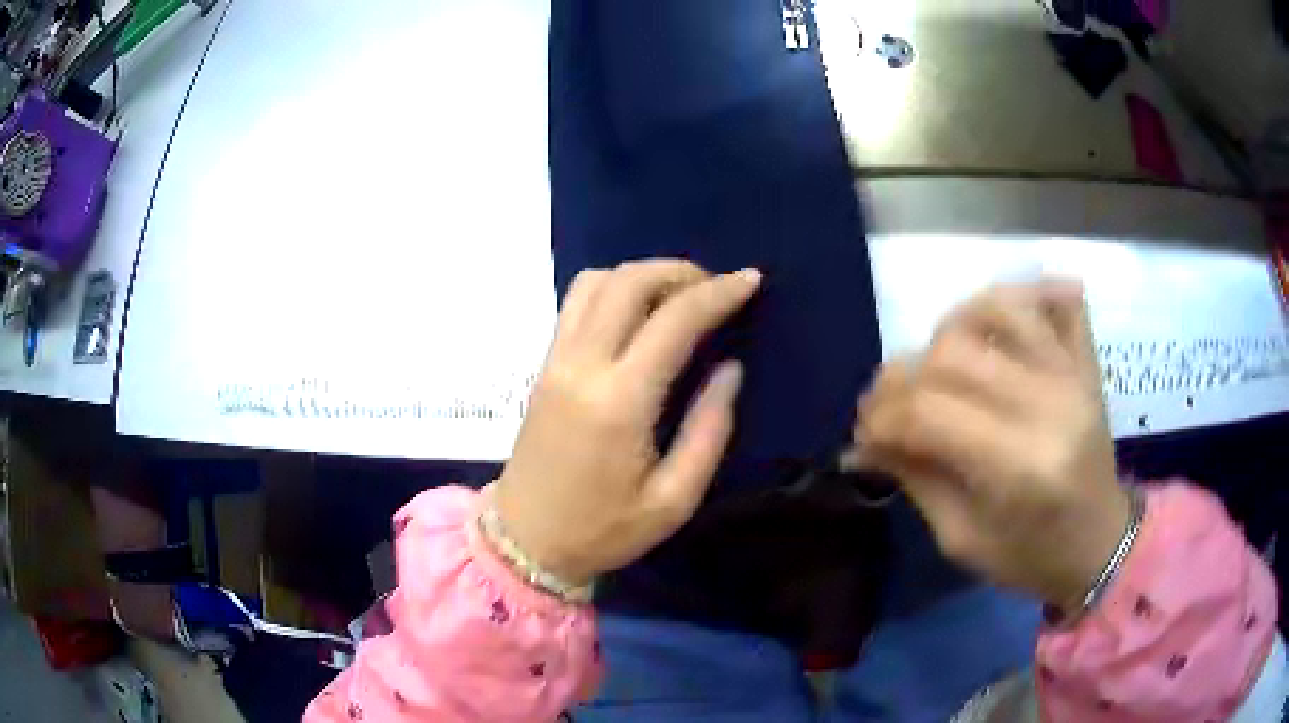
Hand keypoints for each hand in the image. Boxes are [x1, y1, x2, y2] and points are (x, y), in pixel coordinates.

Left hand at [493, 260, 761, 586]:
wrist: (525, 540)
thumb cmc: (603, 530)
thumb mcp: (673, 500)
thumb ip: (709, 431)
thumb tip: (730, 369)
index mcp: (619, 401)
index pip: (674, 320)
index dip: (718, 293)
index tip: (750, 280)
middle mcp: (582, 365)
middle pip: (629, 282)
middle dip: (680, 271)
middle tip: (716, 288)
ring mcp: (555, 360)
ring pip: (596, 281)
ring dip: (642, 273)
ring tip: (678, 295)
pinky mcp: (543, 365)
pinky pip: (575, 302)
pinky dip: (612, 288)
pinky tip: (637, 312)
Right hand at [855, 281, 1129, 614]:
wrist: (1100, 543)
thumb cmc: (1031, 556)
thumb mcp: (962, 539)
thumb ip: (915, 479)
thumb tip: (863, 442)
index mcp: (1020, 466)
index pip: (928, 412)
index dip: (879, 418)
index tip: (863, 436)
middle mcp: (1048, 403)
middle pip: (953, 352)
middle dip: (901, 377)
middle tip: (888, 409)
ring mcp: (1072, 372)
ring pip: (995, 308)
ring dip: (950, 331)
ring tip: (938, 367)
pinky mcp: (1085, 359)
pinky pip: (1054, 298)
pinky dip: (1022, 296)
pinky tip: (997, 325)